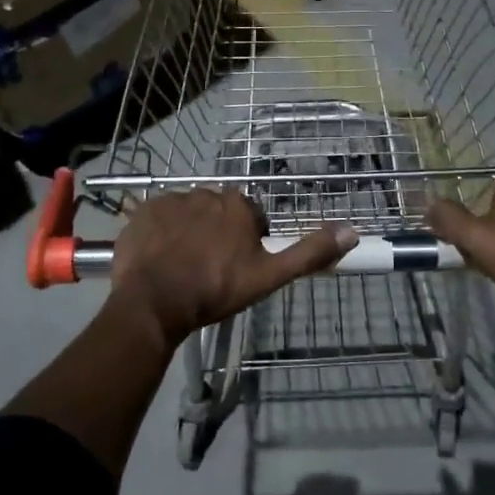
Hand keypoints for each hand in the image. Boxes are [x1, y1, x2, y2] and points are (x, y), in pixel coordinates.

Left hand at [110, 190, 354, 345]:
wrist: (154, 301)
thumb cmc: (216, 289)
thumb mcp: (269, 276)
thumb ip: (309, 253)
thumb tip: (352, 232)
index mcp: (239, 205)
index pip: (250, 218)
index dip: (246, 242)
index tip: (237, 268)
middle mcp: (206, 193)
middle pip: (218, 213)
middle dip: (216, 234)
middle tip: (208, 269)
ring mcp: (171, 200)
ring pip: (187, 215)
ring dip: (187, 233)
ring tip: (181, 267)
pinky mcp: (143, 211)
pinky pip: (157, 219)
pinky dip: (160, 235)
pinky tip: (158, 260)